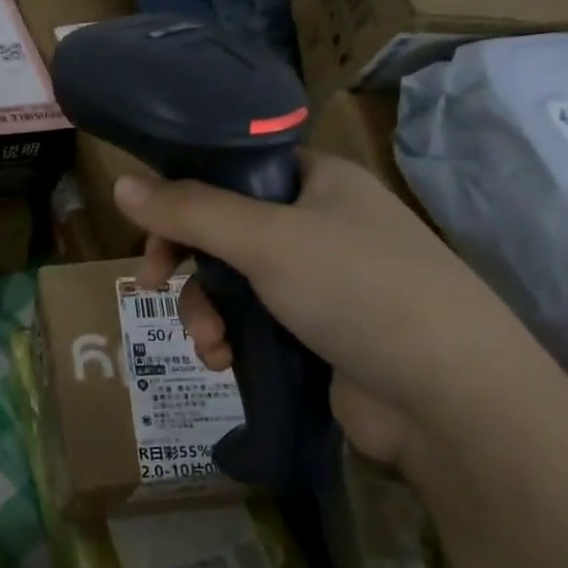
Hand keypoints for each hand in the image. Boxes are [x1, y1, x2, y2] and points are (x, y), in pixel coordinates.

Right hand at [113, 155, 551, 464]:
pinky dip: (231, 340)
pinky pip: (254, 323)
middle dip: (188, 264)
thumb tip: (120, 182)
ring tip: (208, 344)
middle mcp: (321, 224)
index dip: (185, 194)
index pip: (235, 170)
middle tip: (154, 286)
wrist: (447, 397)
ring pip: (234, 283)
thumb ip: (190, 211)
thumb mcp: (266, 240)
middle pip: (226, 230)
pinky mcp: (319, 333)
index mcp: (319, 181)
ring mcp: (322, 282)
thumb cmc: (359, 291)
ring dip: (205, 312)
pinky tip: (224, 362)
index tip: (149, 227)